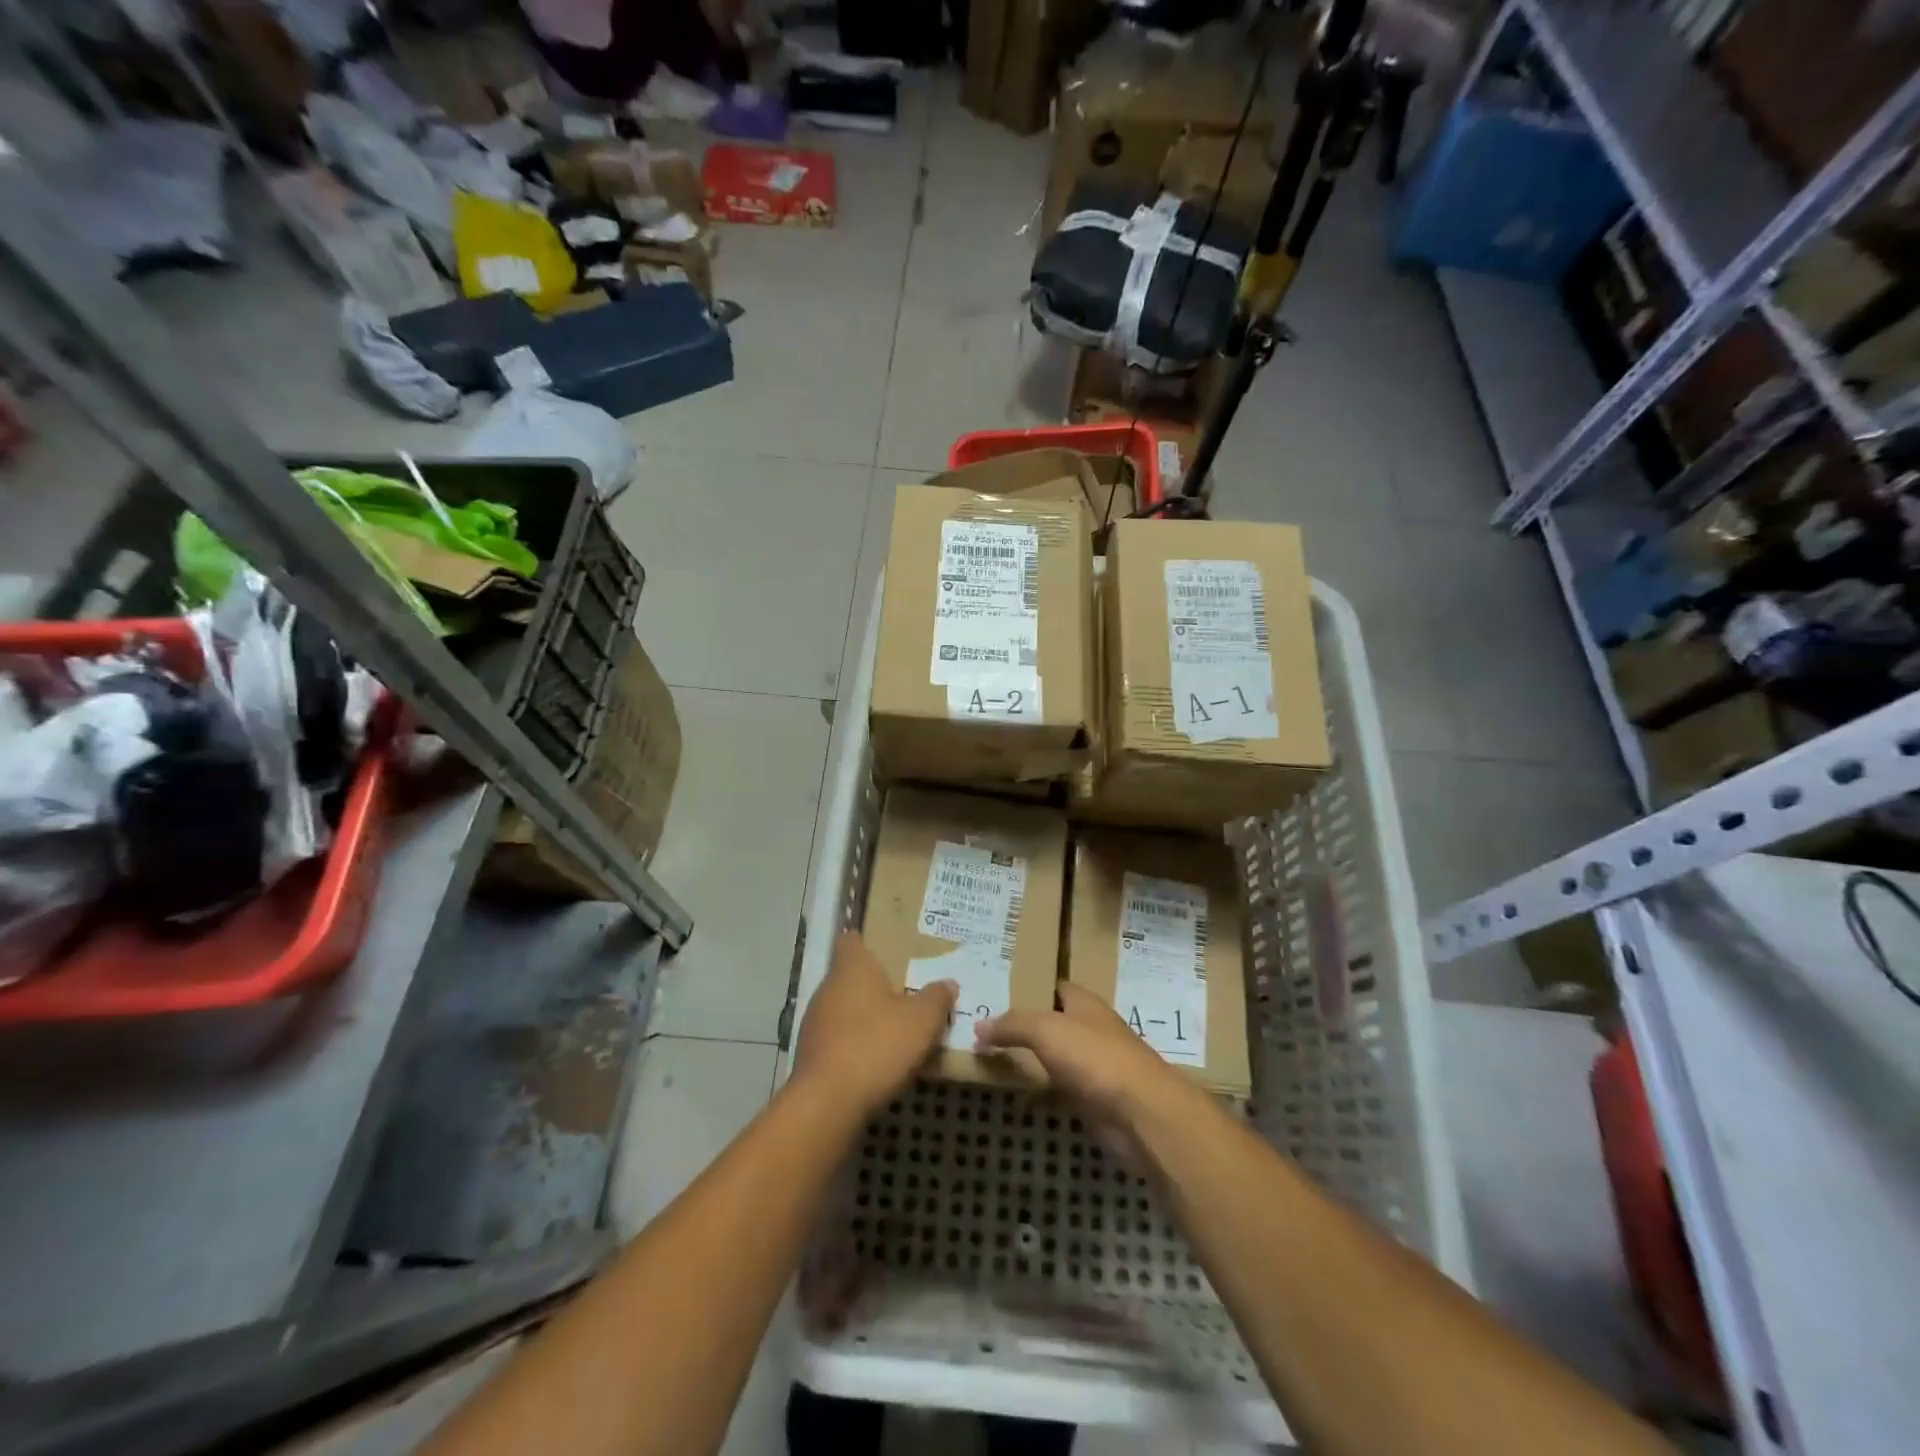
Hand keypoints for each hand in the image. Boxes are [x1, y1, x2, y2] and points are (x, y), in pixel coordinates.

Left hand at [792, 932, 956, 1119]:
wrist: (827, 1104)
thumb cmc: (876, 1045)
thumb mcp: (922, 1020)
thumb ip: (936, 998)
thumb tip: (947, 983)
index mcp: (851, 968)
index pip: (851, 939)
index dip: (868, 939)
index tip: (889, 945)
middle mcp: (827, 988)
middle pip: (850, 976)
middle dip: (875, 983)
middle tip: (906, 990)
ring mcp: (814, 1023)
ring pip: (844, 1009)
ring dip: (866, 1017)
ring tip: (897, 1028)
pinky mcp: (811, 1055)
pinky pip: (838, 1039)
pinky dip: (856, 1044)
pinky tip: (878, 1061)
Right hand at [974, 983, 1205, 1140]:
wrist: (1139, 1113)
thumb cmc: (1095, 1057)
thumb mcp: (1046, 1029)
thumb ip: (1013, 1024)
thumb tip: (979, 1026)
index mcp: (1085, 1004)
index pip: (1056, 986)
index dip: (1031, 985)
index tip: (1000, 990)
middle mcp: (1091, 1030)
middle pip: (1054, 1022)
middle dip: (1026, 1024)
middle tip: (987, 1026)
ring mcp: (1094, 1067)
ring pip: (1055, 1057)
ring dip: (1032, 1059)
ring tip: (993, 1057)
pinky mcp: (1093, 1100)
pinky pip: (1059, 1090)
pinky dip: (1041, 1092)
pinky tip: (1016, 1095)